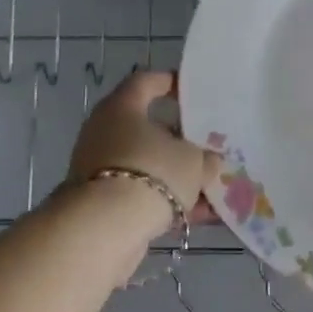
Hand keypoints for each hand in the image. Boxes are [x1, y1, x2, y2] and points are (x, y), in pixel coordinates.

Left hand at [65, 70, 220, 244]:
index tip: (193, 91)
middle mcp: (105, 132)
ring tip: (211, 187)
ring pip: (148, 164)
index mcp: (123, 108)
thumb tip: (208, 160)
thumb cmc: (152, 173)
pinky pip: (142, 193)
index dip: (170, 83)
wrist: (104, 230)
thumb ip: (205, 157)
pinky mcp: (102, 201)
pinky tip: (199, 215)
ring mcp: (100, 168)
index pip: (146, 82)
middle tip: (209, 145)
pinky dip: (167, 200)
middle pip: (148, 128)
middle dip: (180, 140)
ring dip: (177, 175)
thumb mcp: (193, 161)